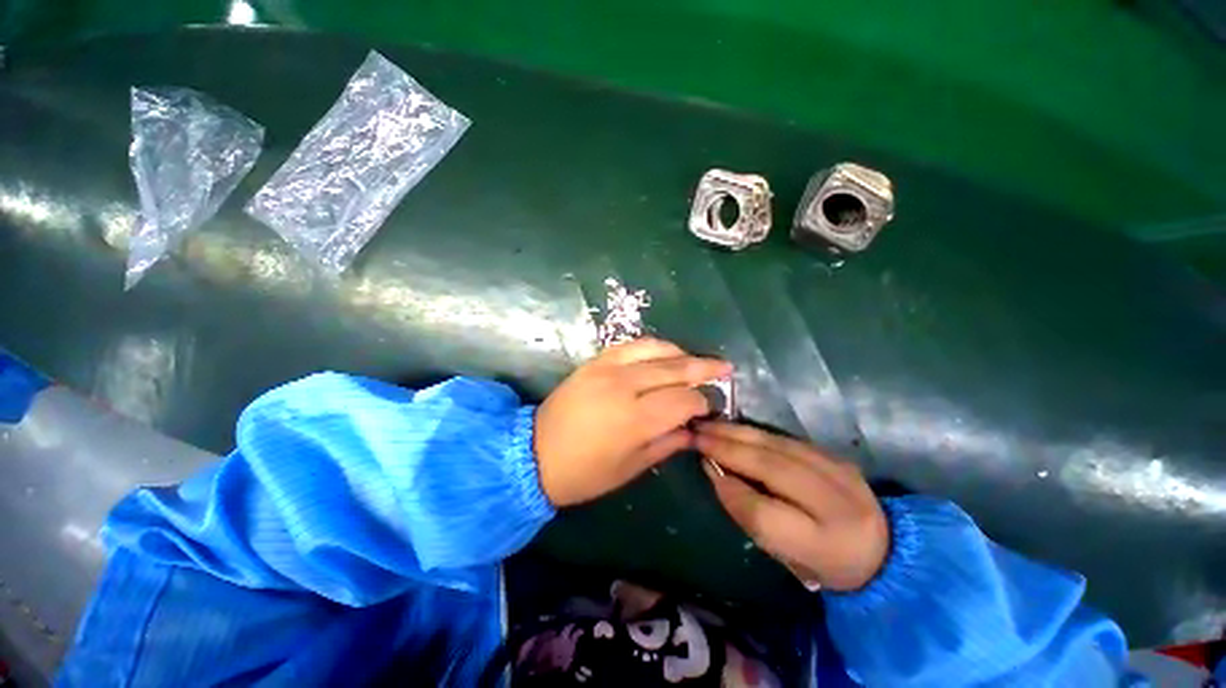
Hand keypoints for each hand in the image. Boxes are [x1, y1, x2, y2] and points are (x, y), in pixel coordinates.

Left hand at [535, 338, 731, 506]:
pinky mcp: (595, 361)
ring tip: (697, 359)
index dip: (701, 402)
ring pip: (655, 350)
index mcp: (635, 419)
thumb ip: (666, 444)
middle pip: (675, 369)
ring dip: (681, 353)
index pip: (684, 400)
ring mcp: (607, 369)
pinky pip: (631, 345)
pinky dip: (653, 346)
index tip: (708, 408)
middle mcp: (625, 386)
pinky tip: (665, 352)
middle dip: (704, 368)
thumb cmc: (584, 473)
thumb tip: (693, 429)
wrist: (533, 453)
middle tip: (725, 368)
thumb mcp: (630, 468)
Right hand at [696, 422, 888, 591]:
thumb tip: (716, 472)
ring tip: (709, 425)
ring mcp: (840, 473)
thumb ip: (749, 515)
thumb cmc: (821, 560)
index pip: (765, 515)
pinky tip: (736, 427)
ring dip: (738, 432)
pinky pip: (786, 438)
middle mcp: (836, 504)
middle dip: (728, 447)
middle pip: (773, 468)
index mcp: (824, 546)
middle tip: (697, 434)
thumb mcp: (783, 554)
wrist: (880, 549)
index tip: (704, 466)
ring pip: (778, 445)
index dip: (730, 489)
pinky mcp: (835, 455)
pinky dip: (756, 432)